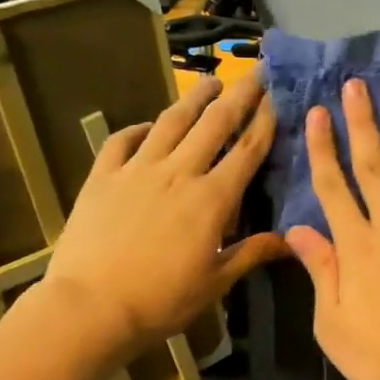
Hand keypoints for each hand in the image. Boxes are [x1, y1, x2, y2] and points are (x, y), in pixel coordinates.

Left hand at [39, 73, 287, 357]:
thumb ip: (252, 253)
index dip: (265, 120)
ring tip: (210, 82)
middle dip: (239, 94)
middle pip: (215, 124)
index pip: (247, 150)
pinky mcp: (102, 178)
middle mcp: (179, 173)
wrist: (89, 308)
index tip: (278, 96)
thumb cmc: (160, 300)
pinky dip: (137, 129)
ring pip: (171, 122)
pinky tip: (147, 126)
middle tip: (255, 72)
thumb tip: (290, 240)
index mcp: (212, 198)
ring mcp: (137, 171)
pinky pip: (121, 142)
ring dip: (194, 99)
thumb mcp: (215, 281)